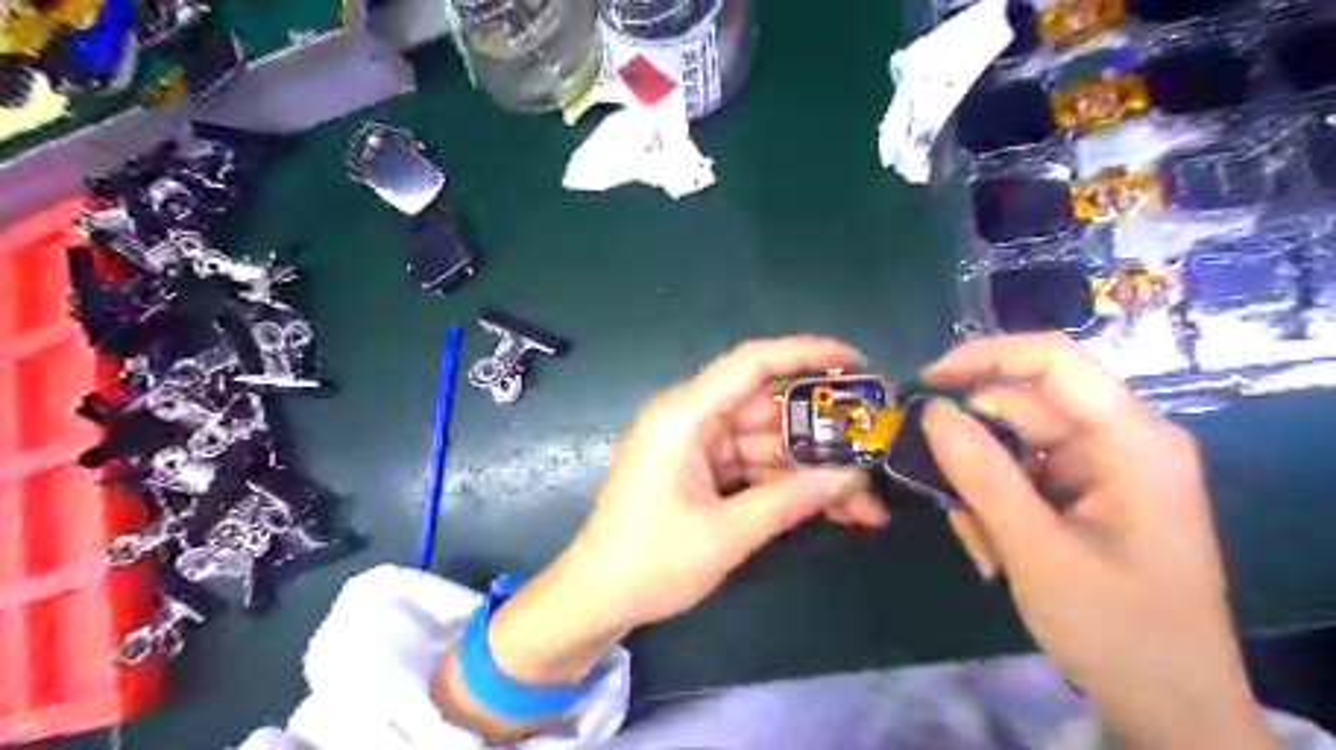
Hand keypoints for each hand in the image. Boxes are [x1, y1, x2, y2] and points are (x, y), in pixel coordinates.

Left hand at [475, 337, 882, 687]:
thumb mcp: (726, 534)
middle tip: (877, 447)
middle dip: (823, 434)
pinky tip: (834, 508)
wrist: (596, 599)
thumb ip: (791, 501)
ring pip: (767, 444)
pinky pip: (753, 467)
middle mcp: (691, 419)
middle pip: (768, 410)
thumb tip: (854, 479)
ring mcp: (697, 447)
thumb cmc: (650, 562)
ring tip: (867, 500)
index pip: (752, 364)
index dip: (807, 354)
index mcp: (683, 416)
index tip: (857, 364)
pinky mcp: (702, 471)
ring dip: (812, 470)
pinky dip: (788, 486)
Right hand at [921, 333, 1269, 748]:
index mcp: (1131, 441)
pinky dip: (995, 505)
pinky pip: (1022, 476)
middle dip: (973, 447)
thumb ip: (981, 475)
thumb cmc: (1116, 629)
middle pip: (1025, 408)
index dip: (983, 357)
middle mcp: (1120, 441)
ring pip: (1015, 445)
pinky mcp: (1088, 494)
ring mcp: (1104, 468)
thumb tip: (930, 411)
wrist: (1170, 708)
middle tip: (935, 489)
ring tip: (980, 543)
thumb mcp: (1036, 551)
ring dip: (981, 487)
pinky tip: (994, 550)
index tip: (924, 384)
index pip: (1053, 359)